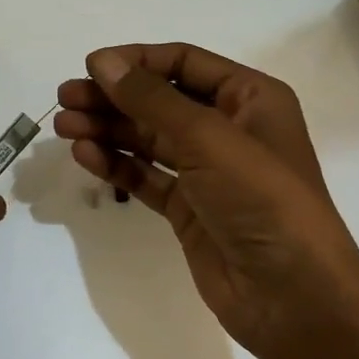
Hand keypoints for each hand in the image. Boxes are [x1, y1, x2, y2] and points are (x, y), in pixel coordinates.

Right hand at [54, 43, 358, 358]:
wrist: (293, 297)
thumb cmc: (261, 199)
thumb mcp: (208, 138)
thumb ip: (150, 98)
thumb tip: (101, 61)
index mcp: (250, 98)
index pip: (184, 62)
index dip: (136, 62)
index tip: (90, 66)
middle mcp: (229, 128)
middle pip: (160, 100)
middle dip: (112, 97)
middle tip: (65, 98)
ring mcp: (208, 171)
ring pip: (148, 138)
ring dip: (107, 129)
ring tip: (65, 127)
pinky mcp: (189, 208)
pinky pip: (146, 175)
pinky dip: (116, 164)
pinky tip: (85, 155)